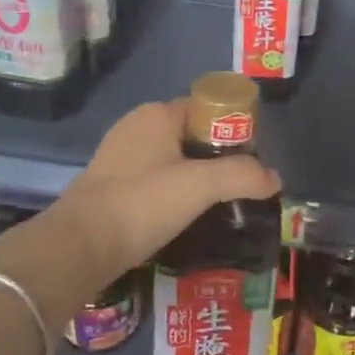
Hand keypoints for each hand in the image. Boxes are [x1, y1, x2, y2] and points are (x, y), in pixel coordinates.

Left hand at [53, 99, 280, 277]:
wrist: (81, 245)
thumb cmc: (142, 203)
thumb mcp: (201, 186)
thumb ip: (242, 175)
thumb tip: (274, 178)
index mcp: (157, 115)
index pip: (207, 108)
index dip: (234, 129)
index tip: (252, 158)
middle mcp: (136, 126)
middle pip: (191, 134)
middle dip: (217, 156)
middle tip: (241, 184)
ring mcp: (120, 156)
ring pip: (172, 158)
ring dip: (196, 177)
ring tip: (219, 203)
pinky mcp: (111, 184)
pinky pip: (154, 179)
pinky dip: (173, 192)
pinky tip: (186, 215)